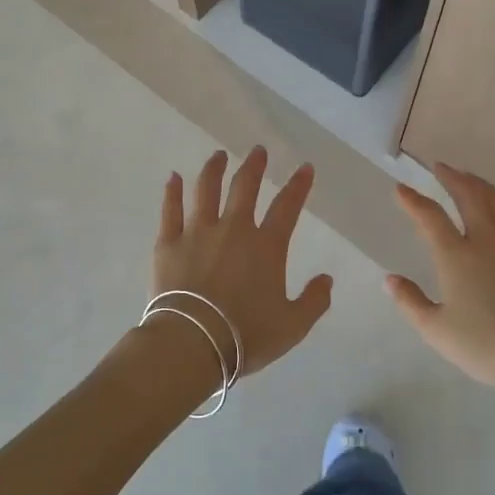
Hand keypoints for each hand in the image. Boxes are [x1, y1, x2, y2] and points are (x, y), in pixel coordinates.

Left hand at [152, 147, 332, 378]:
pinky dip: (172, 191)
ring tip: (218, 156)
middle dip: (254, 166)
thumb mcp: (292, 326)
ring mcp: (197, 232)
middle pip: (245, 187)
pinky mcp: (168, 243)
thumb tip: (326, 279)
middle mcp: (233, 229)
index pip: (287, 206)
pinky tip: (174, 177)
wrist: (192, 343)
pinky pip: (170, 210)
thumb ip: (314, 301)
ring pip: (206, 190)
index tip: (304, 167)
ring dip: (214, 169)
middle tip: (258, 151)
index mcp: (266, 246)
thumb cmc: (245, 336)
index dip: (298, 185)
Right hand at [387, 164, 494, 408]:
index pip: (429, 217)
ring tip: (472, 178)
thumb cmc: (484, 347)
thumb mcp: (435, 330)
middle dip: (452, 178)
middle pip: (469, 197)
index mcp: (455, 256)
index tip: (401, 188)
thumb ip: (410, 301)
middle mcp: (487, 241)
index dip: (412, 200)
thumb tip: (390, 280)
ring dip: (483, 186)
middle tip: (441, 168)